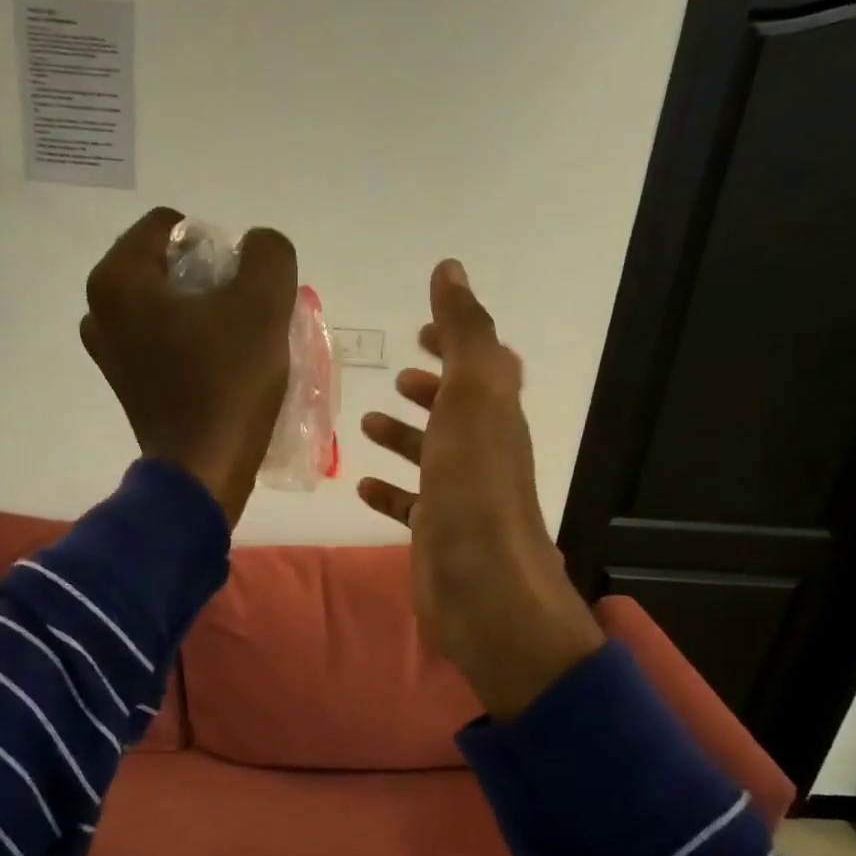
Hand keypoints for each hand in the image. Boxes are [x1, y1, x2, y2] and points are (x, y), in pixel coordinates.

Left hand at [82, 207, 297, 526]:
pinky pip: (162, 343)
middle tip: (242, 316)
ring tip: (234, 344)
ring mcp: (108, 353)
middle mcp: (99, 310)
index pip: (171, 226)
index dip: (216, 247)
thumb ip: (267, 253)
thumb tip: (257, 251)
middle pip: (166, 267)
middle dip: (209, 282)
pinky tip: (218, 369)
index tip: (239, 289)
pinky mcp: (126, 385)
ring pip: (166, 307)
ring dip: (202, 315)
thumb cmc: (227, 384)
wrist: (204, 471)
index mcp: (118, 279)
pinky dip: (190, 345)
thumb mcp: (264, 303)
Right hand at [359, 261, 602, 719]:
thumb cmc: (474, 487)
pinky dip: (389, 491)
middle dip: (431, 389)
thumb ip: (464, 332)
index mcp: (495, 413)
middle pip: (458, 410)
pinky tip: (360, 485)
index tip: (421, 329)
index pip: (481, 363)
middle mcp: (483, 452)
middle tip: (397, 374)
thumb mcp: (472, 396)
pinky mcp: (436, 534)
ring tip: (366, 422)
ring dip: (404, 437)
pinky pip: (410, 504)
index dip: (456, 340)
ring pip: (432, 456)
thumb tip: (450, 268)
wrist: (481, 586)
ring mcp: (460, 496)